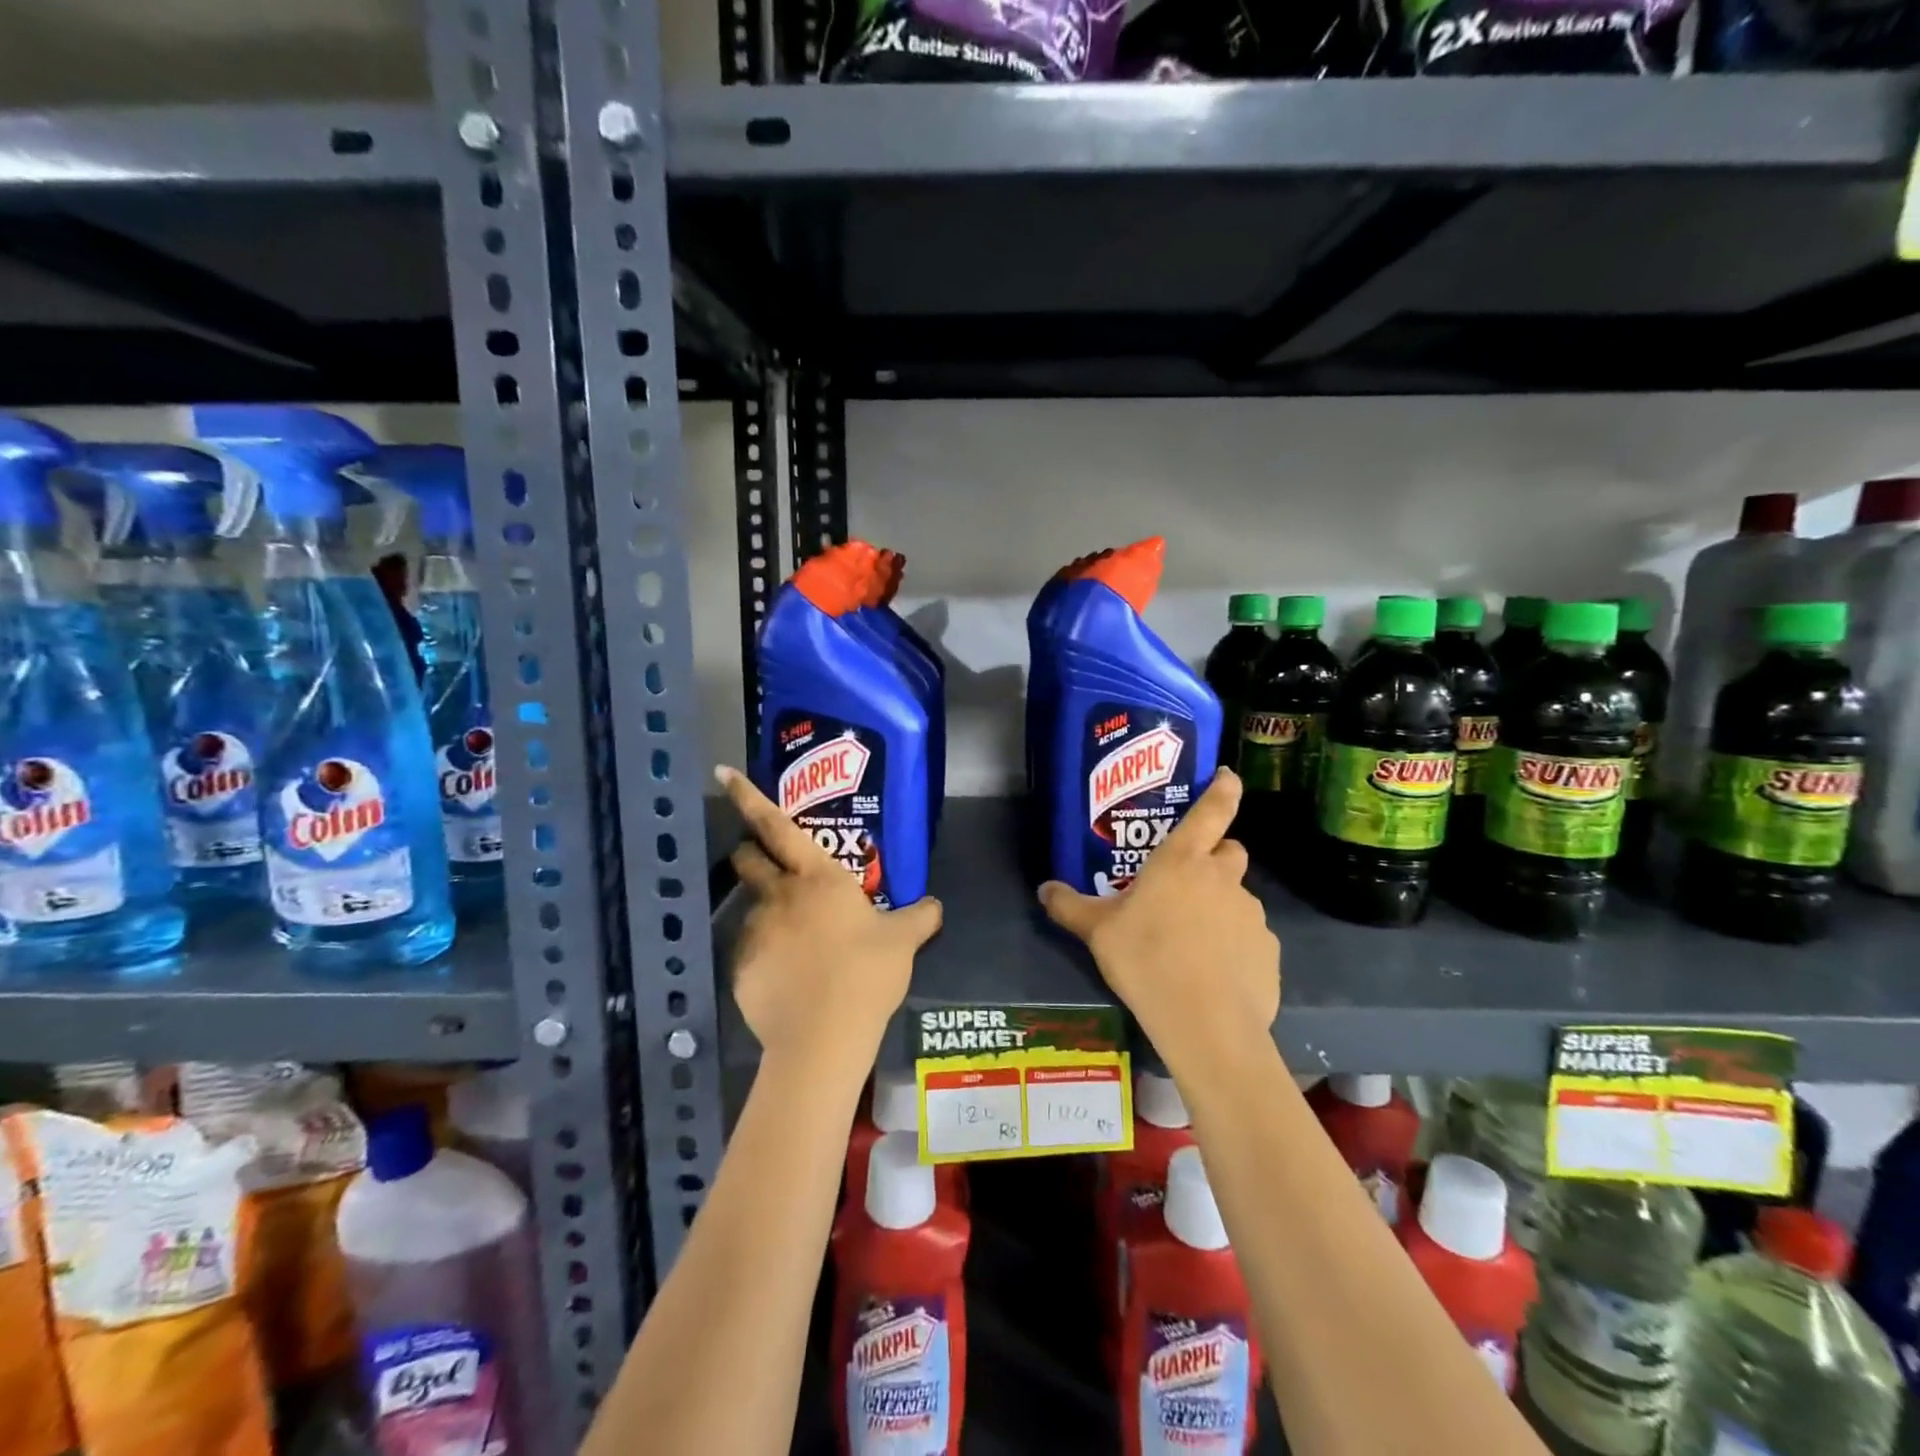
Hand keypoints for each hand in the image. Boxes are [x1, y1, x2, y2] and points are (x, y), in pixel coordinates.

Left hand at [717, 766, 942, 1072]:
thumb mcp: (903, 941)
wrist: (823, 1037)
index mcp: (817, 876)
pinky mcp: (740, 967)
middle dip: (750, 851)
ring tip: (797, 944)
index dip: (748, 796)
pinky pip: (752, 951)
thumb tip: (935, 904)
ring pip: (752, 907)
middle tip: (768, 862)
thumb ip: (919, 917)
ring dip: (769, 913)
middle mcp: (778, 894)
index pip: (776, 825)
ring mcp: (754, 931)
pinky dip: (767, 956)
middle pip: (747, 858)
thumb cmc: (866, 973)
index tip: (723, 772)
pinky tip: (789, 979)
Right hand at [1038, 769, 1278, 1074]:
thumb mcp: (1098, 932)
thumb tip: (1044, 889)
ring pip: (1238, 898)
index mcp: (1182, 861)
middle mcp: (1222, 879)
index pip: (1212, 810)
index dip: (1223, 789)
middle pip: (1230, 851)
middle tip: (1189, 883)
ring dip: (1220, 907)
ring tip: (1194, 942)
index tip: (1228, 776)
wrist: (1204, 1023)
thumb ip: (1071, 906)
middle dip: (1216, 858)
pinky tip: (1214, 974)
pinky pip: (1250, 939)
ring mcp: (1252, 915)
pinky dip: (1236, 947)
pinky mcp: (1268, 952)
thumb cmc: (1146, 959)